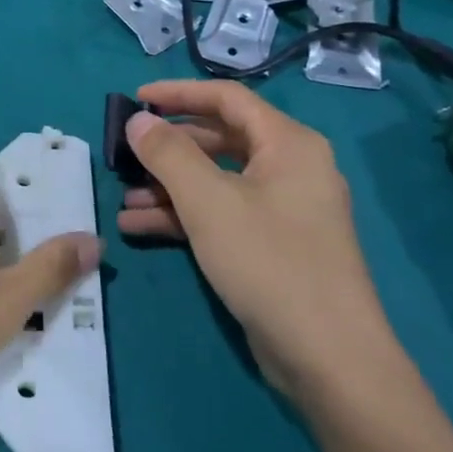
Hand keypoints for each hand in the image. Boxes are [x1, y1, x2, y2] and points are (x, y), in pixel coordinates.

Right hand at [118, 80, 403, 407]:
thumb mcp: (208, 202)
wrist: (328, 357)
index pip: (227, 99)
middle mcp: (290, 168)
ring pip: (216, 182)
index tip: (135, 99)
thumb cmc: (269, 261)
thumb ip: (168, 154)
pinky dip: (184, 217)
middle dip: (169, 149)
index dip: (178, 94)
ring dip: (169, 188)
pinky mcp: (272, 245)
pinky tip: (141, 228)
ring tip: (124, 200)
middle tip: (126, 155)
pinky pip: (222, 215)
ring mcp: (283, 210)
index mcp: (288, 144)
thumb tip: (138, 121)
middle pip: (219, 140)